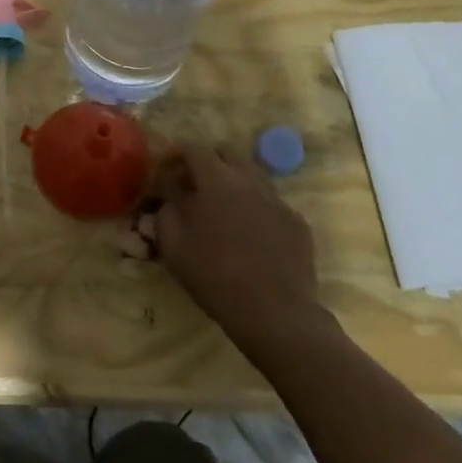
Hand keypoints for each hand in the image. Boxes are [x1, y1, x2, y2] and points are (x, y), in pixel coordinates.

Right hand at [123, 144, 322, 346]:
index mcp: (218, 181)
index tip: (165, 169)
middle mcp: (251, 181)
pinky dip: (256, 208)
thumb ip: (165, 213)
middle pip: (228, 154)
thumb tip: (168, 199)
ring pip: (253, 176)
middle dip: (208, 161)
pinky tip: (250, 235)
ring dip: (234, 183)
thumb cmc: (215, 276)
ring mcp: (278, 201)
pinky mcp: (297, 223)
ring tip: (222, 208)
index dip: (176, 154)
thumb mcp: (174, 246)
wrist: (275, 313)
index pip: (194, 149)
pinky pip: (271, 204)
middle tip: (193, 184)